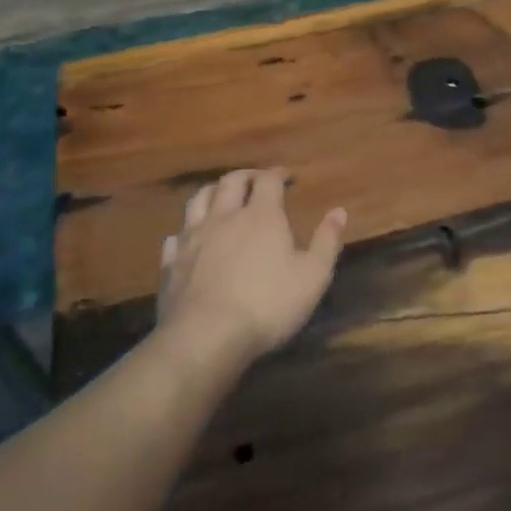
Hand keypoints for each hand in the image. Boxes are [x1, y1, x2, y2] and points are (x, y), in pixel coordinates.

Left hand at [156, 168, 346, 367]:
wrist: (206, 337)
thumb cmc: (268, 304)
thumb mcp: (313, 275)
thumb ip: (327, 241)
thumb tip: (339, 211)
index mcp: (261, 216)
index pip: (268, 180)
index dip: (278, 174)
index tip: (287, 175)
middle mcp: (224, 217)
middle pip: (230, 182)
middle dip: (246, 175)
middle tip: (257, 180)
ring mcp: (193, 238)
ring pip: (198, 200)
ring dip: (212, 191)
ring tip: (221, 196)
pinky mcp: (171, 263)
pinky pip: (176, 236)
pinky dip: (185, 231)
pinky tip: (189, 238)